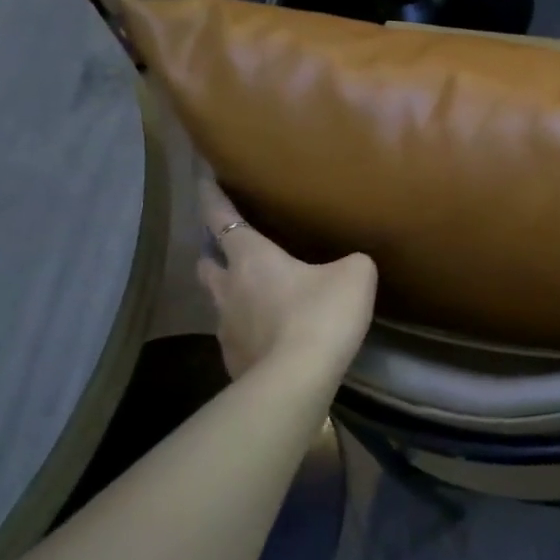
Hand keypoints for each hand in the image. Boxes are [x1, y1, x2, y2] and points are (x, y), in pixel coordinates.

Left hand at [196, 176, 377, 381]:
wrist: (298, 379)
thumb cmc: (321, 314)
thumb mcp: (355, 275)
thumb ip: (351, 262)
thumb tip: (350, 265)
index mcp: (251, 258)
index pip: (221, 217)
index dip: (212, 197)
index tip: (203, 180)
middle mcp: (229, 288)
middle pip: (206, 262)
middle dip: (215, 253)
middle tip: (233, 251)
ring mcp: (225, 327)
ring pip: (218, 301)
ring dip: (231, 295)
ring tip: (257, 299)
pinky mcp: (232, 360)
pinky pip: (236, 337)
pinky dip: (248, 332)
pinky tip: (270, 339)